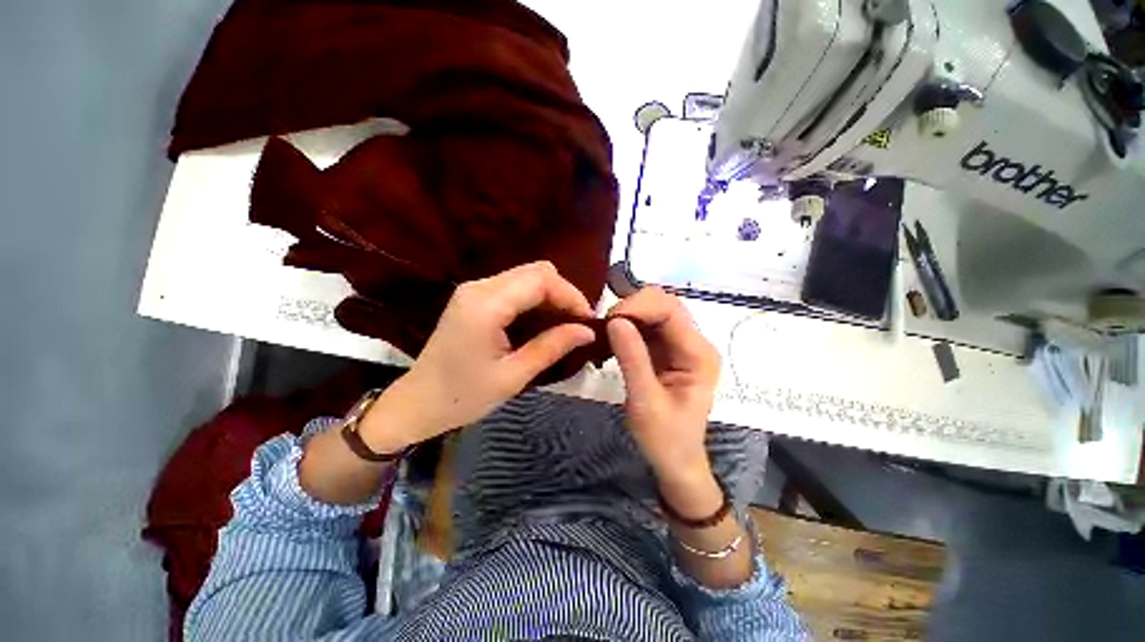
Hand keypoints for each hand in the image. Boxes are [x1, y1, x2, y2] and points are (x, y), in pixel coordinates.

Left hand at [360, 262, 595, 452]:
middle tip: (577, 325)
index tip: (587, 322)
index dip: (571, 296)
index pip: (542, 280)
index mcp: (486, 305)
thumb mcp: (513, 376)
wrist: (418, 402)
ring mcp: (475, 289)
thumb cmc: (463, 396)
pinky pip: (516, 287)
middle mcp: (480, 287)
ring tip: (564, 326)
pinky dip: (536, 300)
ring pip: (528, 276)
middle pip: (537, 271)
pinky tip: (543, 322)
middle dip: (564, 294)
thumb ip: (551, 348)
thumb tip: (588, 331)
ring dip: (552, 296)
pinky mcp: (475, 297)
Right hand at [606, 288, 721, 512]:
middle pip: (664, 304)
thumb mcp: (645, 402)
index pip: (670, 310)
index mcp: (698, 354)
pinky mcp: (667, 350)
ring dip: (628, 315)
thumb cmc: (665, 439)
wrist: (676, 461)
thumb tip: (615, 321)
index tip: (609, 321)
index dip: (638, 306)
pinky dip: (627, 326)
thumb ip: (632, 359)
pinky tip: (612, 339)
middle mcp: (694, 342)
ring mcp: (680, 344)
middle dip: (632, 307)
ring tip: (605, 332)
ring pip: (654, 311)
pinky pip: (646, 326)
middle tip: (604, 326)